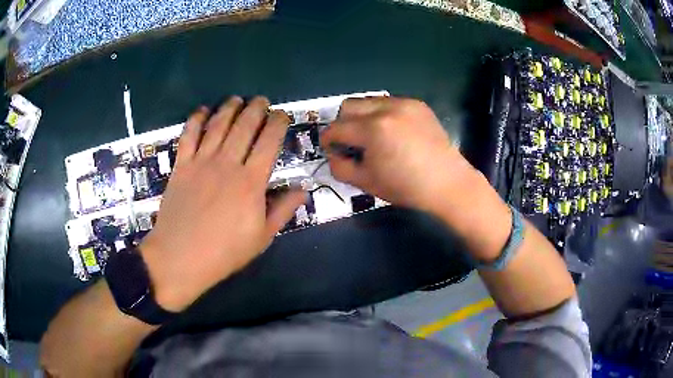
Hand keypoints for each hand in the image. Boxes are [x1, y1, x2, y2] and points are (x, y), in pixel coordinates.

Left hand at [139, 96, 306, 311]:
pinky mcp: (181, 166)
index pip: (269, 141)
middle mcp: (227, 163)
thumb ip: (282, 210)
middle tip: (261, 101)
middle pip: (244, 125)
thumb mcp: (261, 238)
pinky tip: (203, 111)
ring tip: (236, 100)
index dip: (278, 123)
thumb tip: (303, 189)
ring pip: (218, 124)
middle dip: (256, 108)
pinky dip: (196, 119)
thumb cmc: (223, 252)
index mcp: (250, 182)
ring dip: (229, 108)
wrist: (179, 258)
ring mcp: (201, 162)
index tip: (282, 115)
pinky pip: (189, 135)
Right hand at [320, 97, 473, 213]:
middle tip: (351, 142)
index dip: (328, 140)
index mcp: (373, 129)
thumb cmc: (406, 187)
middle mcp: (386, 108)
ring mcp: (404, 103)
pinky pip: (389, 103)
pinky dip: (382, 115)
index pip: (337, 128)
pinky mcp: (418, 104)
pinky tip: (393, 132)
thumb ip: (340, 167)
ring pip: (369, 101)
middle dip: (343, 124)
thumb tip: (333, 154)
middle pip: (348, 106)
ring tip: (372, 136)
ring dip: (362, 117)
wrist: (448, 183)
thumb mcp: (366, 182)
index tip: (331, 149)